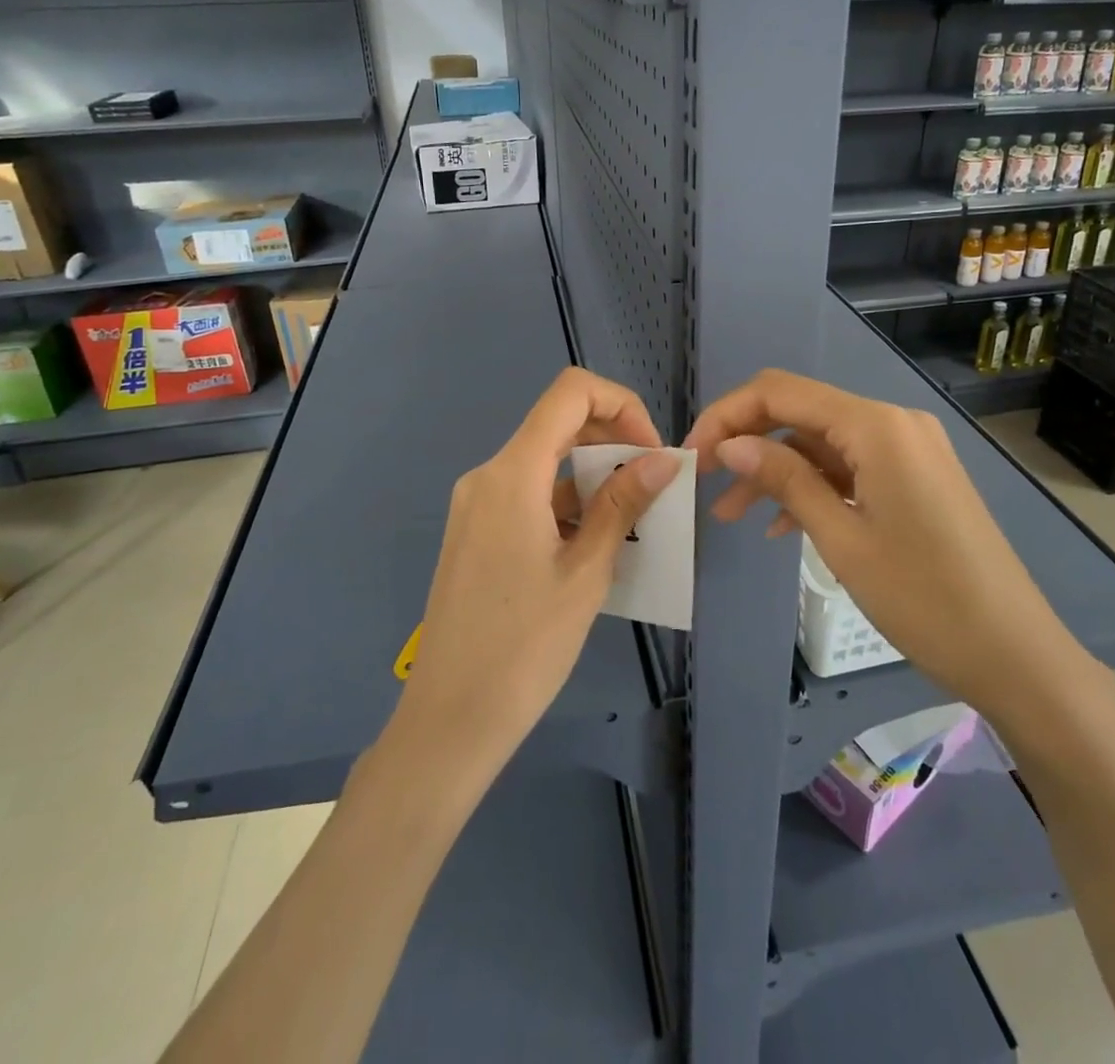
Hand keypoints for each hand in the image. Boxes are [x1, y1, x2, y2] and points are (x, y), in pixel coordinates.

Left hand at [392, 368, 680, 782]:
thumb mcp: (586, 571)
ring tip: (633, 520)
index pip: (570, 393)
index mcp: (512, 474)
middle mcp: (488, 475)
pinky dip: (567, 502)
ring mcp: (477, 504)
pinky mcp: (476, 531)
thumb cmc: (525, 647)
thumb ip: (623, 503)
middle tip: (651, 486)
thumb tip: (664, 458)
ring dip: (593, 476)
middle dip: (613, 440)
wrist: (450, 720)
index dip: (621, 405)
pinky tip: (595, 543)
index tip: (650, 452)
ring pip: (545, 462)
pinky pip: (529, 494)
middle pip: (558, 424)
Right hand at [684, 369, 1098, 729]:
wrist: (1016, 655)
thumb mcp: (841, 539)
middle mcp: (894, 423)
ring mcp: (909, 450)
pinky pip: (850, 467)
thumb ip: (785, 480)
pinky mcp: (916, 477)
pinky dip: (813, 486)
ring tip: (731, 515)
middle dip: (748, 442)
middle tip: (706, 485)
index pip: (780, 391)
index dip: (728, 415)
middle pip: (800, 412)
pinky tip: (783, 526)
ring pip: (822, 443)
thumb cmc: (925, 599)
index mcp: (877, 426)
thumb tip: (730, 444)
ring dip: (776, 471)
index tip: (693, 455)